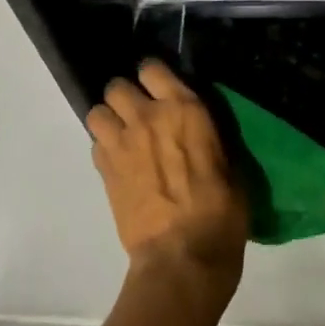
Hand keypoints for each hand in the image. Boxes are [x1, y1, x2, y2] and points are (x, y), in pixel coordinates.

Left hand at [88, 60, 249, 299]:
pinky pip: (95, 145)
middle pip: (117, 86)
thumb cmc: (221, 211)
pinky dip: (104, 149)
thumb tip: (197, 131)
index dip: (153, 76)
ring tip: (123, 137)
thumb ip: (205, 136)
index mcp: (184, 108)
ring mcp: (122, 143)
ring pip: (97, 112)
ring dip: (109, 121)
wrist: (184, 257)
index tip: (160, 89)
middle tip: (139, 115)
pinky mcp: (105, 171)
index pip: (153, 68)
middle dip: (125, 97)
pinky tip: (119, 164)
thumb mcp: (229, 164)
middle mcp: (147, 116)